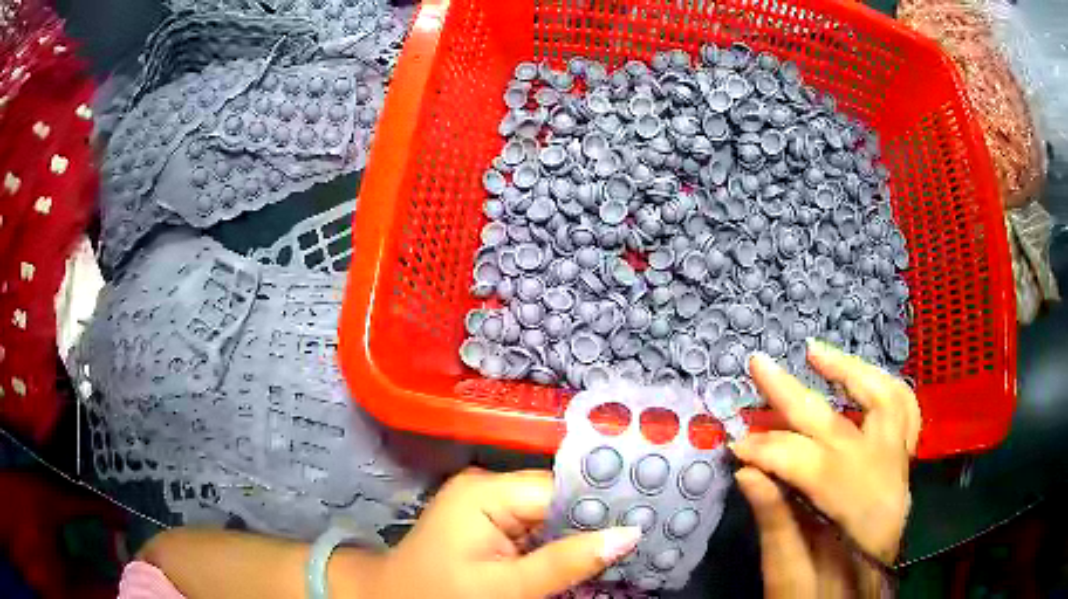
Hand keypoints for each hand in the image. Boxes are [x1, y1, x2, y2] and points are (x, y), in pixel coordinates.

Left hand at [371, 469, 641, 598]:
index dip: (601, 506)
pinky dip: (560, 541)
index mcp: (485, 492)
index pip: (559, 490)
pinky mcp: (490, 520)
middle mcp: (488, 487)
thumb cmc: (442, 595)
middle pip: (558, 499)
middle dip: (596, 521)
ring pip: (552, 514)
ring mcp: (488, 503)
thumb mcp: (506, 587)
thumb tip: (629, 534)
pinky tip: (588, 554)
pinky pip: (537, 526)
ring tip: (627, 544)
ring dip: (581, 533)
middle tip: (644, 535)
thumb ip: (565, 562)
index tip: (646, 518)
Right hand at [732, 339, 919, 597]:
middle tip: (760, 365)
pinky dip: (881, 388)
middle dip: (796, 395)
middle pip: (846, 426)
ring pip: (889, 404)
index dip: (771, 451)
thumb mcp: (788, 580)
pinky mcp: (901, 470)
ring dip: (852, 372)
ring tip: (816, 353)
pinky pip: (904, 416)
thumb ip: (775, 524)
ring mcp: (901, 473)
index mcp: (862, 521)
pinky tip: (858, 377)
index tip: (734, 444)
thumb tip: (747, 471)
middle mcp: (890, 486)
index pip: (816, 467)